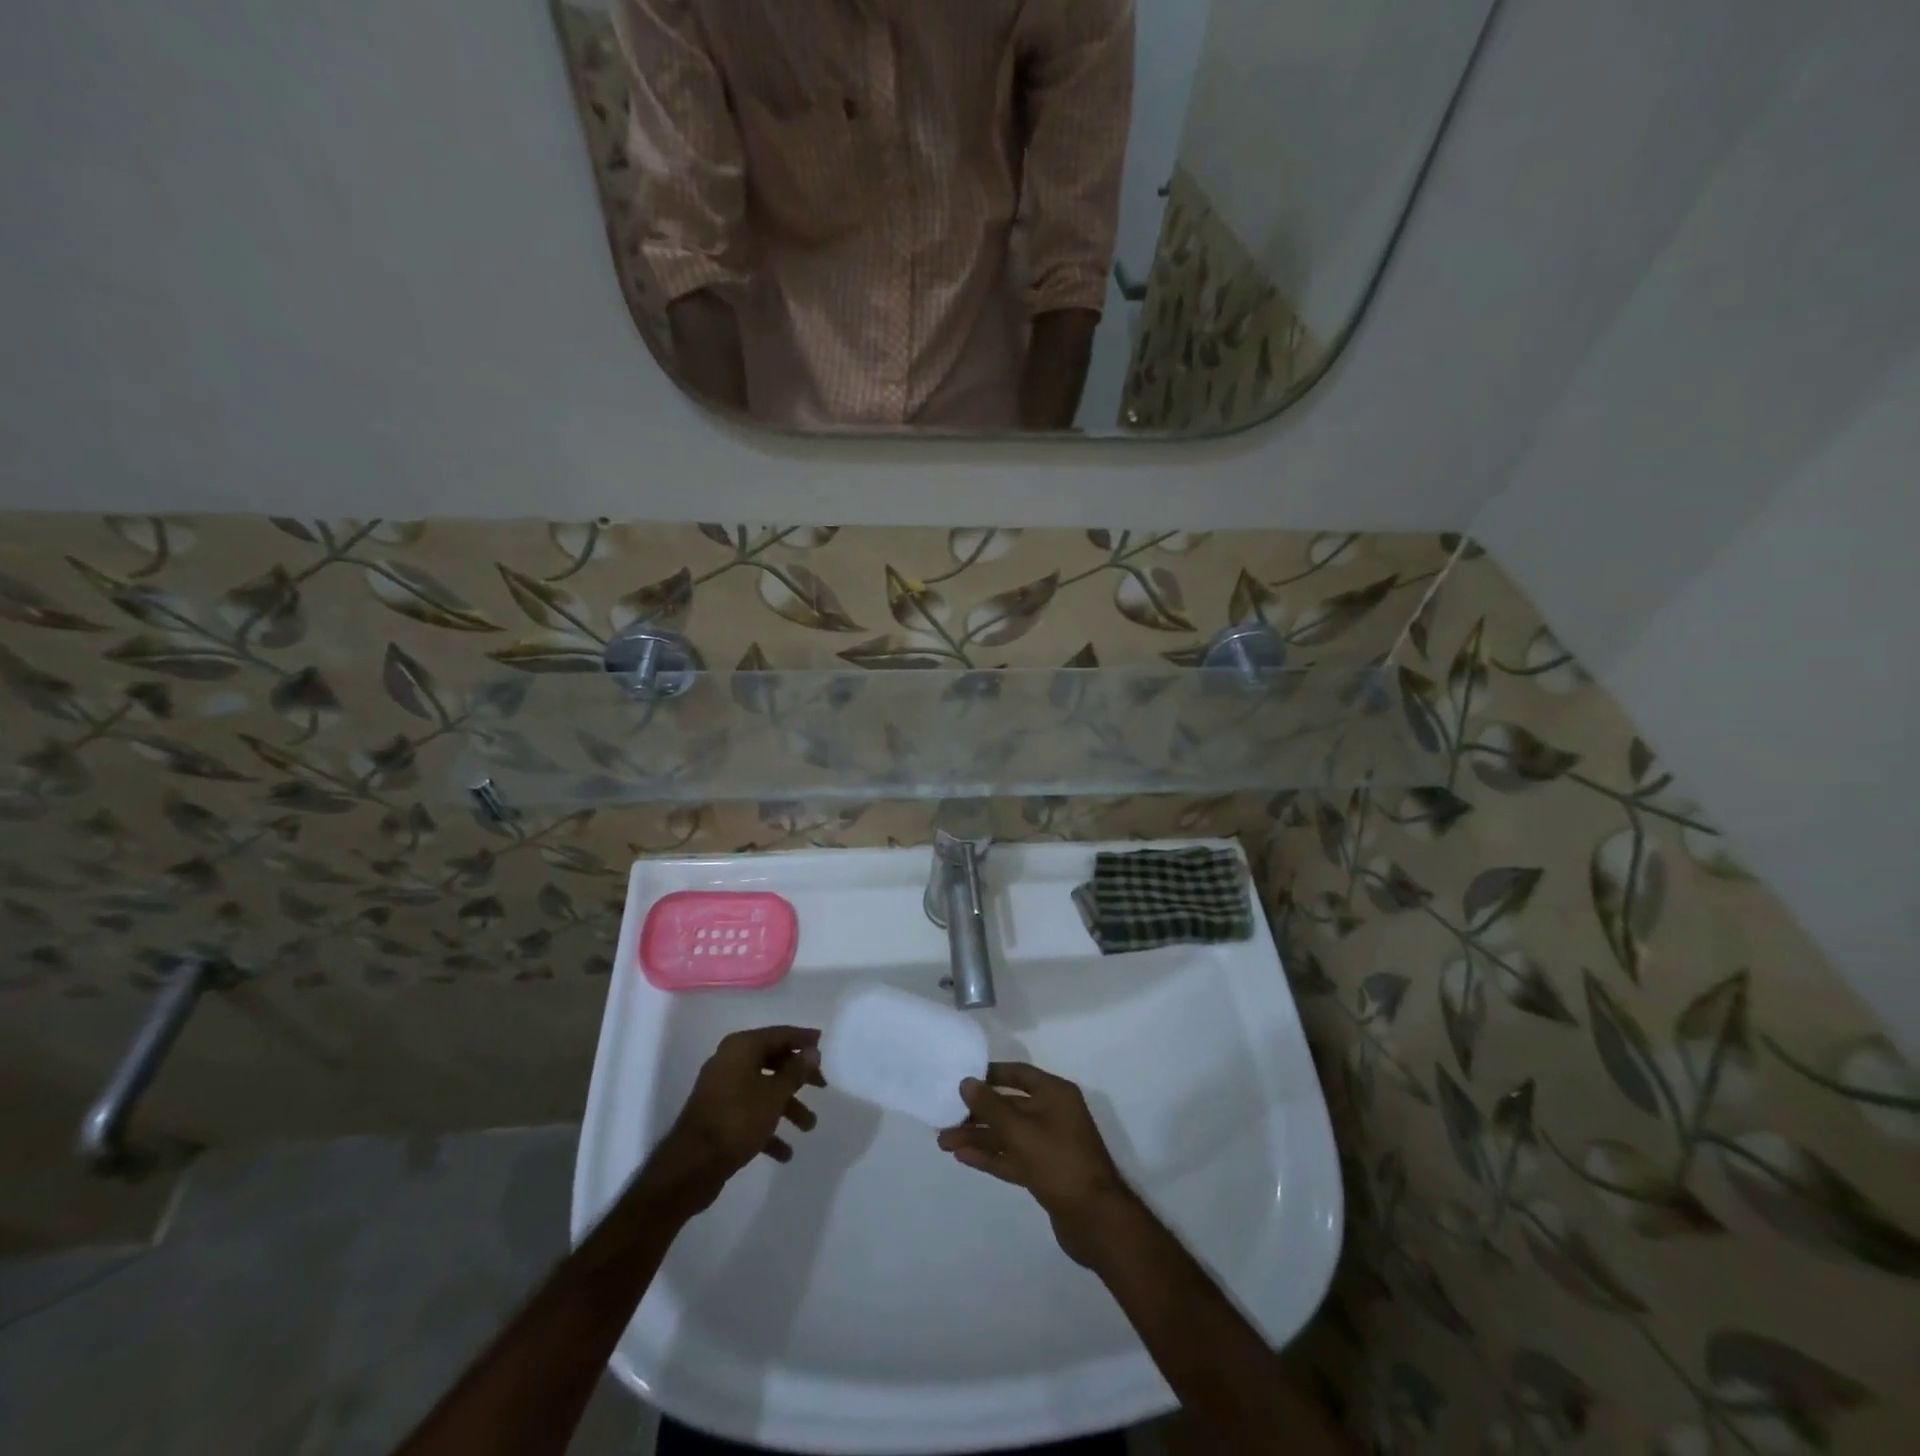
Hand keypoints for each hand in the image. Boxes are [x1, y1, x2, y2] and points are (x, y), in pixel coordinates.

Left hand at [647, 1026, 823, 1212]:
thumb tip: (812, 1051)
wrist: (691, 1166)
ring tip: (808, 1127)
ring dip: (787, 1107)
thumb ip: (796, 1070)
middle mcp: (730, 1062)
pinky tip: (784, 1152)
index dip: (803, 1039)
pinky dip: (767, 1128)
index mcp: (741, 1047)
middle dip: (798, 1077)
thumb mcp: (775, 1094)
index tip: (823, 1044)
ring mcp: (722, 1089)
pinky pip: (749, 1113)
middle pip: (772, 1061)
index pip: (779, 1034)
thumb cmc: (738, 1119)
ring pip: (763, 1090)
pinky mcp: (718, 1116)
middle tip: (822, 1087)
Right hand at [937, 1062, 1137, 1265]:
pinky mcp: (1044, 1172)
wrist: (1095, 1220)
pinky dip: (991, 1157)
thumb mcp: (1021, 1131)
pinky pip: (1013, 1157)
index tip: (963, 1078)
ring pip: (1008, 1135)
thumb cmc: (1059, 1162)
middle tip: (944, 1118)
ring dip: (979, 1137)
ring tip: (944, 1142)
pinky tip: (964, 1157)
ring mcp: (1050, 1145)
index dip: (991, 1074)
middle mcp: (1053, 1114)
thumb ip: (991, 1107)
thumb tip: (966, 1082)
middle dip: (978, 1113)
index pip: (1019, 1073)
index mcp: (1055, 1094)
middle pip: (1009, 1106)